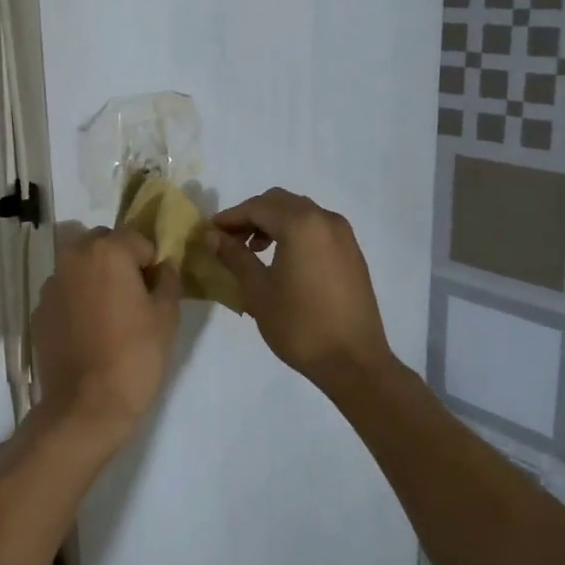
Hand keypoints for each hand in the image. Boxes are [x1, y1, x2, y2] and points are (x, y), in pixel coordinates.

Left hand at [32, 227, 181, 447]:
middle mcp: (73, 258)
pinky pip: (64, 293)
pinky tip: (88, 332)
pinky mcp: (39, 311)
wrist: (87, 405)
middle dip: (118, 259)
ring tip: (109, 315)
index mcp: (107, 251)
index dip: (150, 260)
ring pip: (79, 267)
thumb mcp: (166, 316)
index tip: (156, 287)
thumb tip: (164, 266)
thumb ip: (168, 280)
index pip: (136, 238)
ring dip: (94, 278)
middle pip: (102, 244)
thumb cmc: (135, 355)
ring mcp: (51, 285)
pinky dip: (76, 301)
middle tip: (133, 295)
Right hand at [207, 188, 393, 389]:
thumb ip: (235, 256)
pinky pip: (317, 229)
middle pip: (280, 202)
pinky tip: (283, 260)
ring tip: (255, 251)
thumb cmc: (299, 324)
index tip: (210, 232)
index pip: (257, 207)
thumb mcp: (258, 290)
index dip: (230, 217)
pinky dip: (295, 233)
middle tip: (230, 240)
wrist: (353, 361)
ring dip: (274, 223)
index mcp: (301, 224)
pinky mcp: (352, 253)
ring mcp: (344, 235)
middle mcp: (325, 219)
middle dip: (252, 216)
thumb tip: (213, 236)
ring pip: (300, 213)